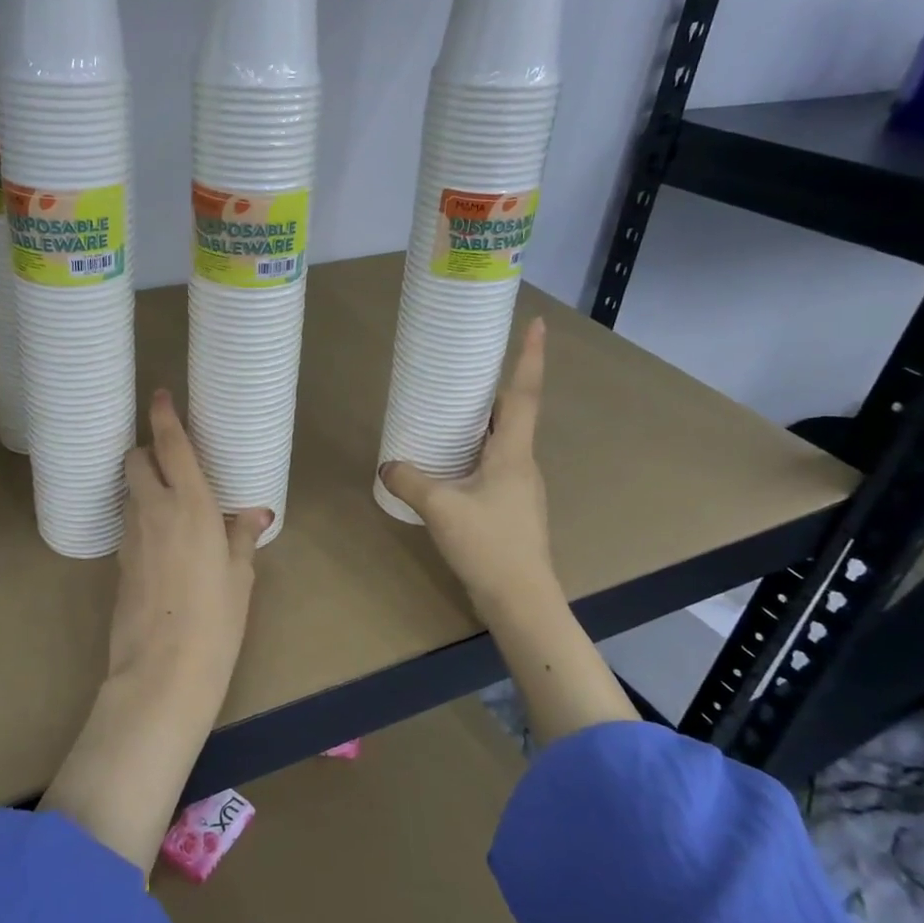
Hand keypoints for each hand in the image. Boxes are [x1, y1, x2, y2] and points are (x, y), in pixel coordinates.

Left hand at [111, 389, 270, 690]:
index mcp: (191, 505)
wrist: (163, 670)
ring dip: (142, 484)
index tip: (159, 395)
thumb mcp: (240, 576)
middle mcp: (155, 510)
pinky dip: (141, 515)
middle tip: (169, 460)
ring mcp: (131, 535)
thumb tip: (256, 514)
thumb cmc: (216, 619)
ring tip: (168, 500)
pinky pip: (129, 522)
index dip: (163, 416)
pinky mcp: (120, 560)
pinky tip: (161, 538)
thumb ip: (243, 536)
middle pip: (136, 460)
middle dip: (146, 450)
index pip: (171, 446)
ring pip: (129, 491)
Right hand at [380, 317, 637, 744]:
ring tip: (454, 412)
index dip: (529, 357)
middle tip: (471, 368)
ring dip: (485, 424)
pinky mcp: (513, 509)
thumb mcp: (440, 508)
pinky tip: (452, 465)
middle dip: (497, 388)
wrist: (521, 599)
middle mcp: (523, 464)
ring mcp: (521, 488)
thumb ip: (410, 480)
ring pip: (505, 443)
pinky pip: (495, 467)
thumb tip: (388, 464)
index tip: (535, 323)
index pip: (524, 394)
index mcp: (514, 453)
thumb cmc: (488, 544)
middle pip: (515, 415)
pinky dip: (477, 453)